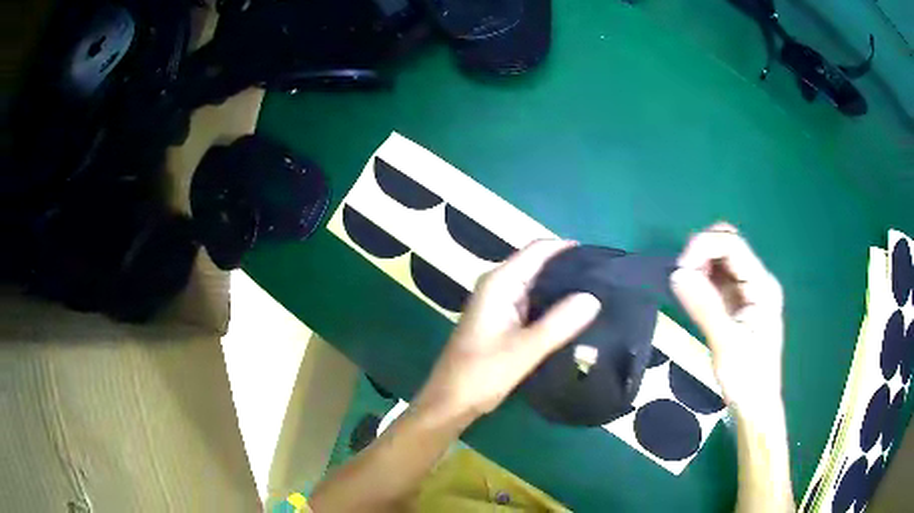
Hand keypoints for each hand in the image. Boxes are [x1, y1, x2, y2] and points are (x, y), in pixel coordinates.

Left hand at [415, 240, 601, 420]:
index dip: (567, 248)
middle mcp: (498, 286)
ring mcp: (499, 304)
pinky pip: (533, 304)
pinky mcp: (503, 321)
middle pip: (538, 265)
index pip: (538, 250)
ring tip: (597, 295)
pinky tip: (574, 316)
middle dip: (569, 268)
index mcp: (499, 283)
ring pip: (537, 286)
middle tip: (604, 279)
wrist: (450, 402)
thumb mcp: (525, 350)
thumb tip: (593, 297)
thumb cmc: (482, 374)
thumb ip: (559, 323)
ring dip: (562, 289)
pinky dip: (552, 306)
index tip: (600, 258)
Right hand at [670, 223, 784, 416]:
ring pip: (721, 260)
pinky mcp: (738, 304)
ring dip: (700, 265)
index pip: (732, 245)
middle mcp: (757, 281)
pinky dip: (702, 280)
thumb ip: (704, 307)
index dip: (704, 246)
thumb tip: (677, 273)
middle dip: (702, 252)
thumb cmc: (747, 379)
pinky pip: (718, 279)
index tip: (680, 269)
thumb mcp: (726, 344)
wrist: (756, 406)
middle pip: (728, 245)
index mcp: (762, 286)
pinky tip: (692, 295)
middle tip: (682, 277)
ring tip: (685, 288)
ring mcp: (748, 292)